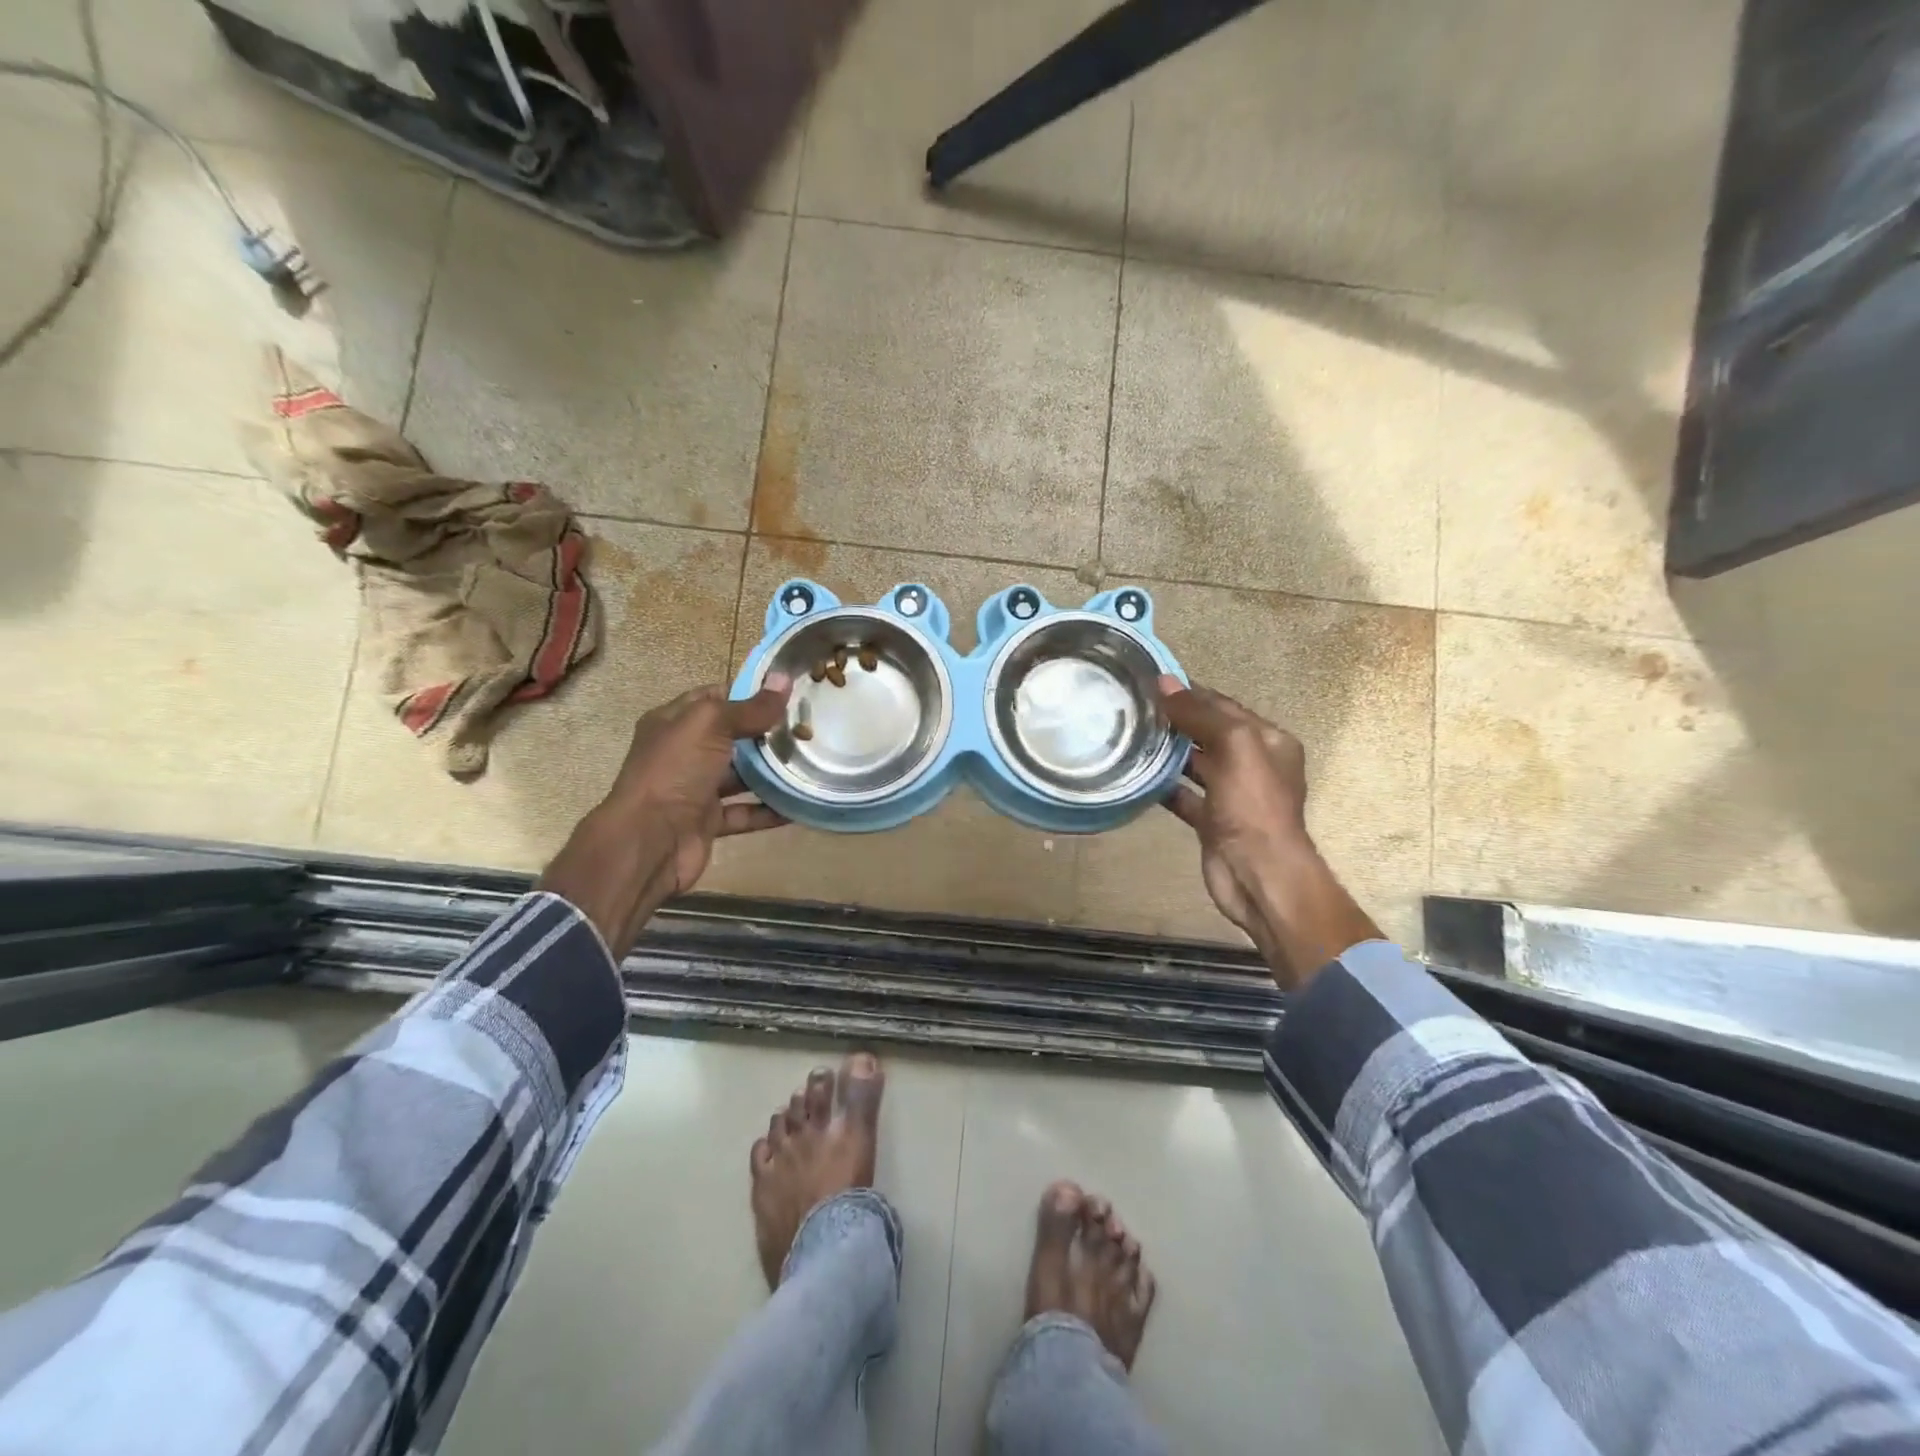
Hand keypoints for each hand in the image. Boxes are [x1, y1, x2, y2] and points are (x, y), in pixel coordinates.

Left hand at [540, 676, 791, 955]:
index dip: (749, 693)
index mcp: (674, 723)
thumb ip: (750, 707)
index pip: (715, 698)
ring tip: (811, 762)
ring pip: (741, 776)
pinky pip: (745, 812)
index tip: (789, 693)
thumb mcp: (710, 726)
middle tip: (809, 727)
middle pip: (732, 737)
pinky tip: (800, 803)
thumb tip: (784, 679)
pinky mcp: (708, 822)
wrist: (648, 842)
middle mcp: (683, 753)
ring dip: (772, 772)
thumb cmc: (674, 772)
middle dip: (767, 732)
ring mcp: (695, 789)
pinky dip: (769, 810)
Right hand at [1158, 679, 1310, 936]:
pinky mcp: (1212, 821)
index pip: (1224, 706)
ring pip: (1195, 764)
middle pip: (1208, 732)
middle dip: (1176, 720)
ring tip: (1129, 735)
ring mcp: (1232, 794)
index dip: (1190, 693)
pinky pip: (1183, 795)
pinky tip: (1137, 776)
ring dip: (1167, 751)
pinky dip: (1163, 786)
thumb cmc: (1253, 806)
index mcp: (1268, 740)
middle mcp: (1253, 764)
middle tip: (1133, 707)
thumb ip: (1200, 714)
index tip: (1151, 683)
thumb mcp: (1233, 746)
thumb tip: (1165, 683)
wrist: (1257, 874)